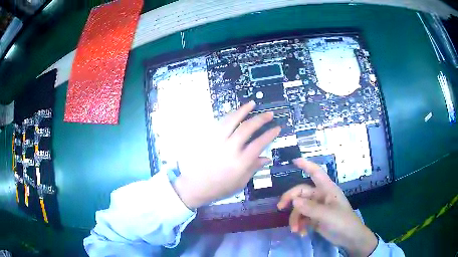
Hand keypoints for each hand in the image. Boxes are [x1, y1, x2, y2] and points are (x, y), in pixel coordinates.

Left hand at [173, 101, 280, 208]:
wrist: (195, 186)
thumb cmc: (219, 187)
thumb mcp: (240, 183)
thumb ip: (253, 168)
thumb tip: (266, 158)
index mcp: (240, 163)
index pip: (259, 144)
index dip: (270, 134)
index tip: (277, 127)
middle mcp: (229, 149)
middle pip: (247, 129)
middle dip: (260, 119)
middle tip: (269, 114)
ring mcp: (217, 141)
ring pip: (231, 121)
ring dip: (243, 110)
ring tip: (252, 104)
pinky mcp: (208, 138)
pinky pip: (219, 123)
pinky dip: (229, 116)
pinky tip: (235, 112)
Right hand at [277, 159, 377, 256]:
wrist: (349, 238)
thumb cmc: (342, 221)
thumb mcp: (327, 215)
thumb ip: (310, 208)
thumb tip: (293, 200)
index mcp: (327, 189)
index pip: (316, 173)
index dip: (306, 165)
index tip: (294, 161)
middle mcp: (321, 196)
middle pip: (301, 193)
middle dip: (290, 200)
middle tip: (280, 207)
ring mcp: (317, 208)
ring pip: (299, 208)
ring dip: (295, 218)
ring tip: (295, 230)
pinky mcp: (315, 219)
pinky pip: (302, 218)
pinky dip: (299, 225)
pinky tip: (301, 233)